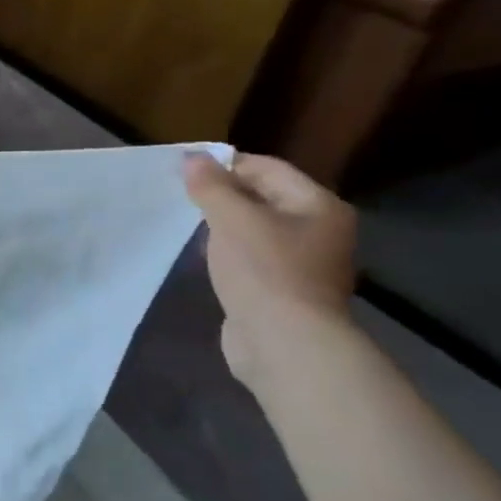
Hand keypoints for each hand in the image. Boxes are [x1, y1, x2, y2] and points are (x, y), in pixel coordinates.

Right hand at [182, 152, 356, 385]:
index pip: (268, 168)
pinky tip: (205, 259)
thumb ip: (211, 186)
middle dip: (222, 195)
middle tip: (181, 197)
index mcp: (318, 206)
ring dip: (223, 226)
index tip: (183, 171)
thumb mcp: (232, 220)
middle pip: (263, 198)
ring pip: (255, 230)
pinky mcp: (283, 290)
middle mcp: (319, 230)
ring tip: (187, 226)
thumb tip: (192, 157)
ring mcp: (303, 263)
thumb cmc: (264, 271)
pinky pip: (251, 258)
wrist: (284, 343)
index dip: (225, 164)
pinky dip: (228, 253)